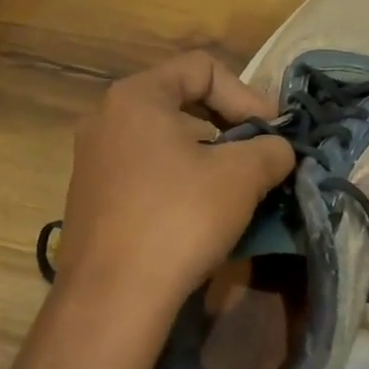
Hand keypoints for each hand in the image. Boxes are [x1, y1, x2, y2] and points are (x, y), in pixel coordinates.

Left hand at [53, 52, 294, 325]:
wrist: (111, 301)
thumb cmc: (178, 219)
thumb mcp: (242, 176)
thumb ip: (270, 149)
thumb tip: (277, 151)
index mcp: (135, 96)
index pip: (202, 68)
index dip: (246, 94)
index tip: (271, 131)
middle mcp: (106, 118)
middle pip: (182, 102)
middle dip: (229, 126)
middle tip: (259, 157)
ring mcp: (93, 161)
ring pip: (165, 140)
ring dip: (208, 156)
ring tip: (237, 188)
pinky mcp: (92, 199)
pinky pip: (146, 172)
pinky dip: (181, 181)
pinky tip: (202, 214)